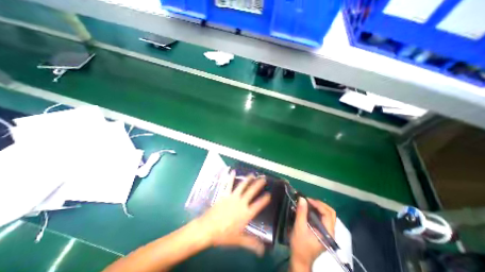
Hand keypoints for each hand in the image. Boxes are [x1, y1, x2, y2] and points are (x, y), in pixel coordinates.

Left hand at [197, 171, 272, 255]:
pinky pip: (228, 184)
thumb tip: (263, 250)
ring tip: (252, 174)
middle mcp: (241, 203)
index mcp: (246, 213)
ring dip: (248, 179)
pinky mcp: (225, 194)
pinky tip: (232, 171)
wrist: (208, 228)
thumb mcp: (239, 240)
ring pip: (242, 186)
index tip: (269, 194)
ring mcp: (233, 197)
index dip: (265, 199)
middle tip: (264, 178)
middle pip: (252, 191)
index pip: (259, 205)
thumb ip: (251, 243)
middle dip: (258, 184)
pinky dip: (231, 177)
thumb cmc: (224, 235)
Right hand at [289, 198, 335, 271]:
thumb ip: (301, 212)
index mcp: (328, 233)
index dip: (318, 204)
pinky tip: (308, 209)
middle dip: (319, 204)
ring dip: (318, 207)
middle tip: (308, 200)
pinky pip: (322, 218)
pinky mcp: (322, 231)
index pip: (328, 214)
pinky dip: (316, 211)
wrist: (300, 260)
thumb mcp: (299, 227)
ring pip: (327, 215)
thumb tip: (302, 198)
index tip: (307, 199)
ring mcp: (327, 232)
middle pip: (330, 213)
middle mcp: (330, 232)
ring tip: (307, 203)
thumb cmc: (300, 245)